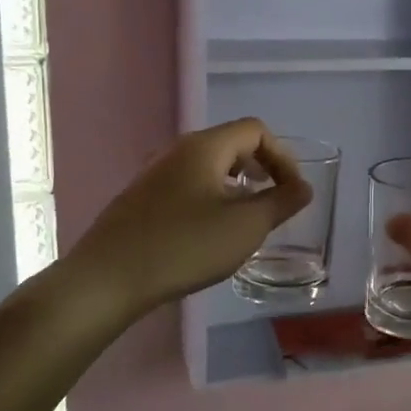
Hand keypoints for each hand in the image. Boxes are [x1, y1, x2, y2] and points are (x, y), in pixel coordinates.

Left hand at [68, 118, 311, 321]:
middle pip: (232, 145)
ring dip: (237, 186)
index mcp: (205, 147)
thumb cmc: (184, 246)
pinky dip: (212, 198)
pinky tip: (210, 233)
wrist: (107, 279)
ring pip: (209, 167)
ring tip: (246, 220)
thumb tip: (303, 187)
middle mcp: (178, 150)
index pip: (256, 130)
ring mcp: (155, 174)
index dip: (283, 156)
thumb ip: (281, 203)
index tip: (292, 192)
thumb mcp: (245, 227)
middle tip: (274, 203)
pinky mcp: (141, 199)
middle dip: (262, 170)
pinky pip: (188, 186)